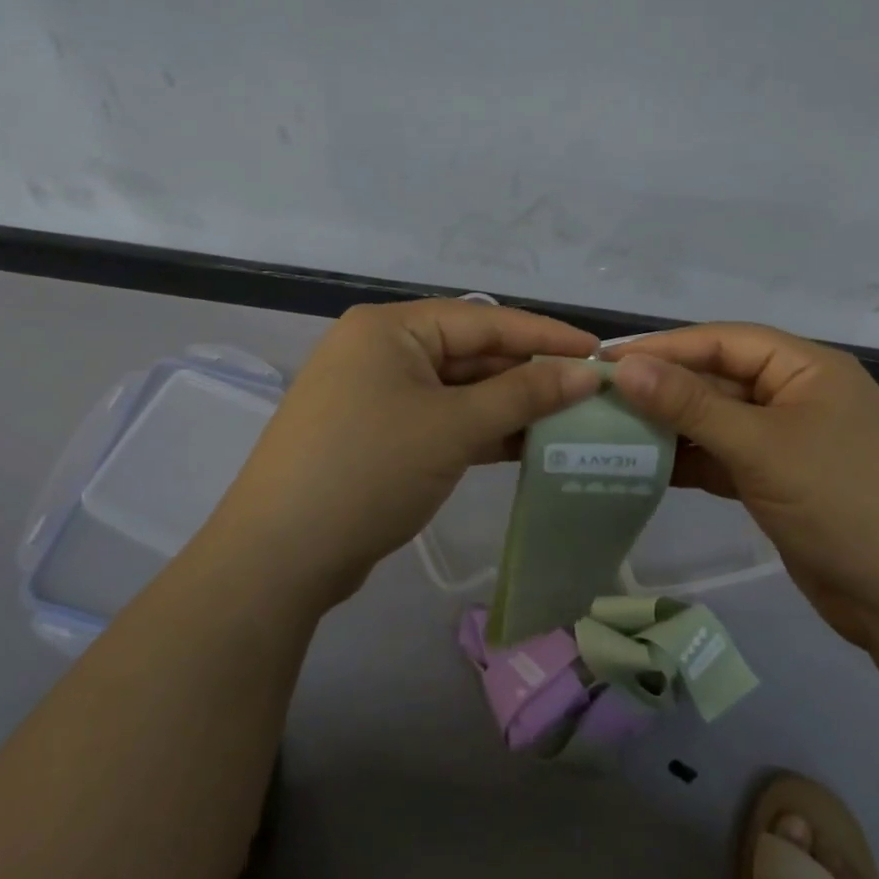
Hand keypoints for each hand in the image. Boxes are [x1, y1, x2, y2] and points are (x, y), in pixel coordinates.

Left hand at [209, 299, 600, 608]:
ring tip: (571, 420)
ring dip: (510, 406)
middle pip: (471, 353)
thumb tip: (587, 372)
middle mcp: (382, 350)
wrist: (279, 558)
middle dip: (529, 374)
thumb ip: (523, 395)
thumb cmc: (368, 470)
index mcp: (391, 328)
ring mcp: (377, 395)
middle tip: (590, 393)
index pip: (484, 319)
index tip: (599, 352)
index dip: (544, 335)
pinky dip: (482, 432)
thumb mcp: (453, 427)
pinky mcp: (379, 436)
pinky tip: (528, 446)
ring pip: (460, 391)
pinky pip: (443, 420)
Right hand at [606, 324, 878, 648]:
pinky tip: (647, 466)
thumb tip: (625, 367)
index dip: (664, 348)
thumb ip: (690, 405)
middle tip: (600, 399)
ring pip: (719, 420)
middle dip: (664, 389)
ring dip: (672, 427)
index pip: (723, 341)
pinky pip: (726, 457)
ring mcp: (791, 441)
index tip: (606, 360)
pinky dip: (691, 460)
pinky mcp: (781, 481)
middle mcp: (799, 394)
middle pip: (719, 379)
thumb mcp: (761, 447)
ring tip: (612, 431)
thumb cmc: (843, 504)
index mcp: (808, 368)